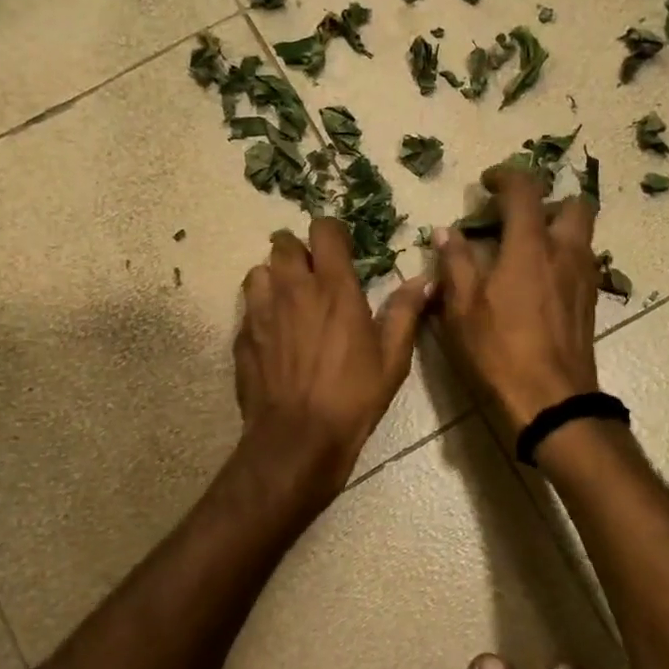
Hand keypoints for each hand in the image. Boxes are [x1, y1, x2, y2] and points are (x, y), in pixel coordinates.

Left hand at [234, 218, 429, 501]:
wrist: (298, 437)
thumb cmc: (353, 397)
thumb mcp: (391, 359)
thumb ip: (405, 313)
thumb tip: (425, 280)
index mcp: (334, 287)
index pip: (324, 230)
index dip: (332, 233)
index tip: (341, 250)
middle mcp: (293, 289)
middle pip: (283, 243)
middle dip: (298, 251)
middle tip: (313, 274)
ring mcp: (261, 310)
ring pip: (259, 270)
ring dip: (274, 277)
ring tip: (288, 299)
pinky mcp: (243, 335)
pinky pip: (247, 306)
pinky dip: (260, 309)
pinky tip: (273, 332)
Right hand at [432, 167, 599, 433]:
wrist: (551, 403)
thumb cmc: (499, 354)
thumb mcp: (461, 309)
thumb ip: (455, 263)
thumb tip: (447, 232)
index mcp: (530, 247)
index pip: (525, 190)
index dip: (505, 177)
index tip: (486, 184)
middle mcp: (565, 253)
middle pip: (574, 205)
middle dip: (546, 202)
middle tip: (516, 221)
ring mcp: (583, 279)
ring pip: (582, 235)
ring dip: (556, 231)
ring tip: (523, 253)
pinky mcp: (590, 303)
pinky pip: (581, 263)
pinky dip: (561, 259)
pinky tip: (536, 285)